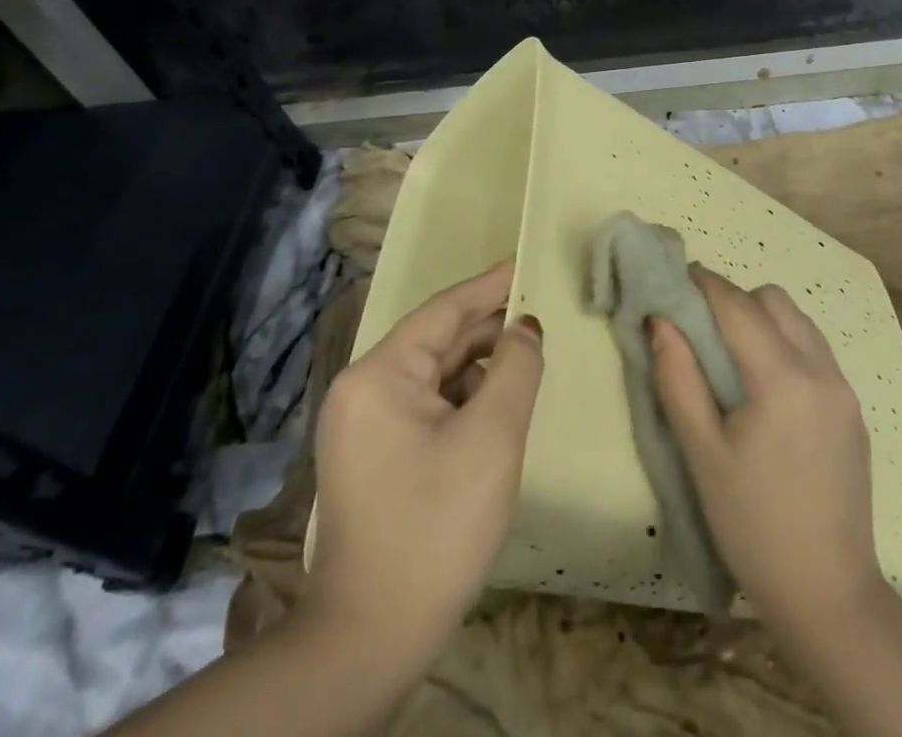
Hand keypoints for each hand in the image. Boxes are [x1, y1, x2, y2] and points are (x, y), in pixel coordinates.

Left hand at [303, 261, 542, 672]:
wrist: (371, 639)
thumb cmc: (436, 525)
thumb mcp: (492, 436)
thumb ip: (516, 367)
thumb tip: (525, 327)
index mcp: (378, 375)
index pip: (443, 311)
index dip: (489, 286)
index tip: (525, 263)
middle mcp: (362, 391)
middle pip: (435, 342)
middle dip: (488, 329)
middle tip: (539, 312)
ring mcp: (362, 427)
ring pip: (432, 376)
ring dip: (478, 367)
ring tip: (527, 357)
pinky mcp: (372, 457)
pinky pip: (424, 406)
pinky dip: (462, 398)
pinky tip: (497, 403)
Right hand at [649, 268, 887, 632]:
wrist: (828, 594)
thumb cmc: (753, 525)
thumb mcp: (702, 453)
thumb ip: (678, 378)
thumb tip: (659, 320)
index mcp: (781, 378)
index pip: (737, 305)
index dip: (704, 285)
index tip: (676, 279)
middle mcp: (820, 369)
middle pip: (773, 300)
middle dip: (734, 298)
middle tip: (700, 325)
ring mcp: (843, 388)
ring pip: (799, 320)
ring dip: (763, 317)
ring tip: (731, 351)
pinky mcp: (853, 408)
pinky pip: (815, 349)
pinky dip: (786, 342)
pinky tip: (766, 382)